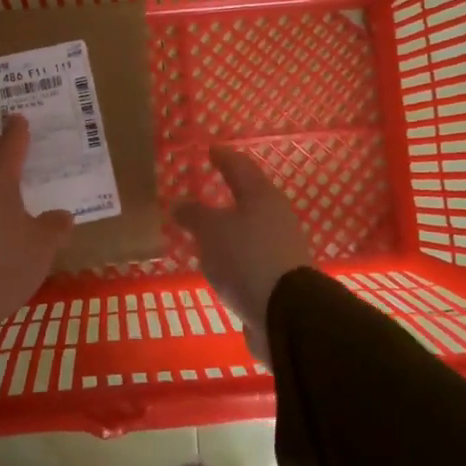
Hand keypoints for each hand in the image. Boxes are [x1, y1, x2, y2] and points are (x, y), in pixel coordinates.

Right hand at [172, 147, 311, 366]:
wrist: (285, 315)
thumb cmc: (246, 258)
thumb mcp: (211, 231)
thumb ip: (194, 215)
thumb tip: (179, 203)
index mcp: (262, 196)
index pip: (240, 166)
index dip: (223, 157)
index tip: (210, 150)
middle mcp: (276, 216)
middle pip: (249, 196)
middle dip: (227, 191)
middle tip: (205, 187)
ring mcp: (281, 247)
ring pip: (249, 227)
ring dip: (229, 225)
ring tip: (205, 226)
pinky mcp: (279, 275)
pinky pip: (249, 254)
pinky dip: (233, 251)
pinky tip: (218, 259)